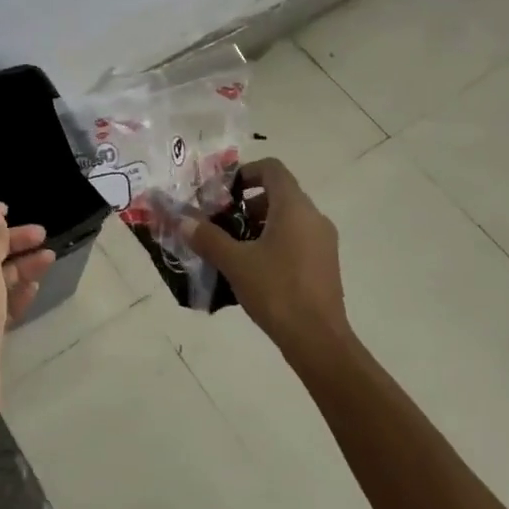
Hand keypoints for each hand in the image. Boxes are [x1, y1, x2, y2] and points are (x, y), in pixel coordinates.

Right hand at [183, 159, 350, 361]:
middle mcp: (314, 217)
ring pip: (288, 218)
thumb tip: (183, 220)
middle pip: (279, 193)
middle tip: (222, 222)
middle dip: (248, 203)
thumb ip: (208, 237)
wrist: (318, 340)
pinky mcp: (325, 263)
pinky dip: (275, 241)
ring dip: (260, 224)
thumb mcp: (235, 263)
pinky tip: (254, 268)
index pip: (272, 169)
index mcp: (294, 207)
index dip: (246, 171)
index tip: (224, 191)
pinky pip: (298, 238)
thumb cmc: (277, 291)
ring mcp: (323, 241)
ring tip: (234, 247)